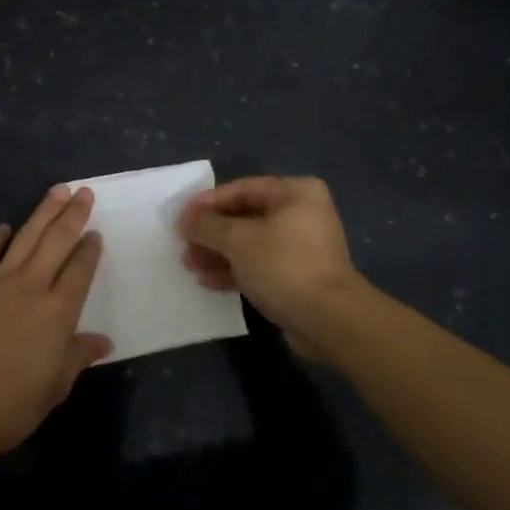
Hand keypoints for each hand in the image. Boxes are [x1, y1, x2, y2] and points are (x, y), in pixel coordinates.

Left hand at [0, 186, 110, 457]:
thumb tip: (103, 341)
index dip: (90, 249)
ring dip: (43, 212)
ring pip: (25, 237)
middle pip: (57, 241)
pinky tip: (4, 227)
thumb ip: (78, 355)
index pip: (80, 270)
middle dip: (73, 214)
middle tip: (83, 192)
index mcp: (59, 312)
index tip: (95, 233)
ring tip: (57, 191)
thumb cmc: (13, 404)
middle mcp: (32, 286)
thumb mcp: (56, 385)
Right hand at [179, 176, 362, 339]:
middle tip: (183, 244)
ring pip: (251, 243)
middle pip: (245, 216)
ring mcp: (302, 247)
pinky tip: (208, 281)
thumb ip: (207, 225)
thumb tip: (185, 219)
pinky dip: (235, 271)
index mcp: (295, 193)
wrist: (328, 320)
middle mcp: (302, 214)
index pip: (242, 188)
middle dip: (212, 232)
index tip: (180, 218)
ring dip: (219, 253)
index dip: (208, 202)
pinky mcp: (298, 277)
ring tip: (190, 265)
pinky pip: (260, 266)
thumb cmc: (283, 265)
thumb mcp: (238, 240)